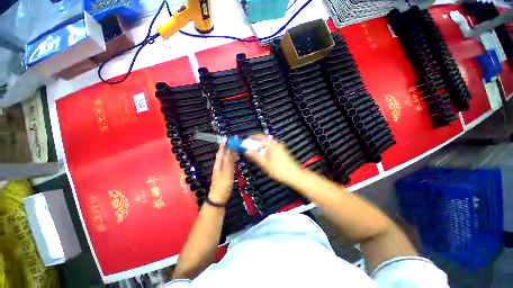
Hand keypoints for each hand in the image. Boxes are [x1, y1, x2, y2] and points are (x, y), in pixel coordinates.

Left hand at [209, 144, 235, 202]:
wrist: (218, 198)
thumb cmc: (223, 185)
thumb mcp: (227, 172)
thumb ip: (229, 160)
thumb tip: (230, 149)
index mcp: (219, 163)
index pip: (221, 151)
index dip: (225, 144)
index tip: (229, 138)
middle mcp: (219, 165)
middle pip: (224, 154)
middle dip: (229, 148)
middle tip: (236, 143)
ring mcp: (222, 170)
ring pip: (226, 159)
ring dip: (231, 154)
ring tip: (238, 150)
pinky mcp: (225, 174)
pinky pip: (229, 164)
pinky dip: (232, 160)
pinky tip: (235, 160)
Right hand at [245, 135, 302, 183]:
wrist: (295, 176)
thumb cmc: (280, 171)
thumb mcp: (265, 164)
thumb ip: (255, 156)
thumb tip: (246, 150)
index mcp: (272, 145)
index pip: (259, 137)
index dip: (250, 139)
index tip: (244, 142)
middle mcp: (276, 143)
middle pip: (262, 140)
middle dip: (254, 143)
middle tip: (248, 149)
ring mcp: (280, 147)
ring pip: (266, 144)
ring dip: (259, 147)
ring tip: (254, 154)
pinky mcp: (282, 151)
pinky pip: (270, 147)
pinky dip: (265, 150)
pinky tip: (263, 157)